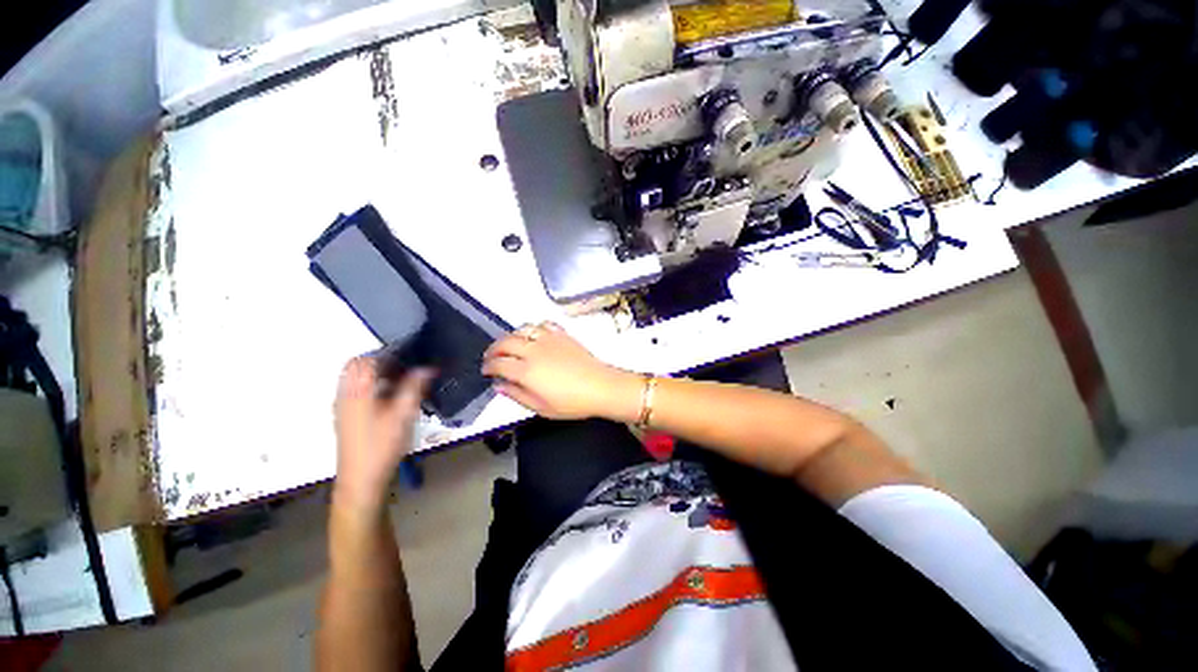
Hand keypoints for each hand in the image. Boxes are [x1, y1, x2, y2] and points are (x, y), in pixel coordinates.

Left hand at [333, 357, 433, 513]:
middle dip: (379, 360)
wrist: (361, 479)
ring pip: (354, 378)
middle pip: (356, 365)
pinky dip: (370, 385)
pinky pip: (355, 390)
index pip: (366, 359)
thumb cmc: (382, 445)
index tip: (410, 355)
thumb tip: (427, 367)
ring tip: (400, 379)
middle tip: (405, 365)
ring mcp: (343, 406)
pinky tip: (389, 396)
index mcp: (357, 391)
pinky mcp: (345, 416)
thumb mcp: (403, 414)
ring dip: (374, 372)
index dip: (387, 353)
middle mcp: (345, 394)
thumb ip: (414, 387)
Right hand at [482, 322, 641, 421]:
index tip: (486, 370)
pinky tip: (534, 335)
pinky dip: (533, 328)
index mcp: (526, 371)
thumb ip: (517, 395)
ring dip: (511, 336)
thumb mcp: (541, 407)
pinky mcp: (562, 335)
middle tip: (491, 357)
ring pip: (522, 329)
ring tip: (509, 345)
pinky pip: (543, 324)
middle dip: (493, 349)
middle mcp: (534, 350)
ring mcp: (549, 339)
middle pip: (505, 342)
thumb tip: (500, 386)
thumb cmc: (572, 402)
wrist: (600, 387)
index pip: (498, 363)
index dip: (488, 366)